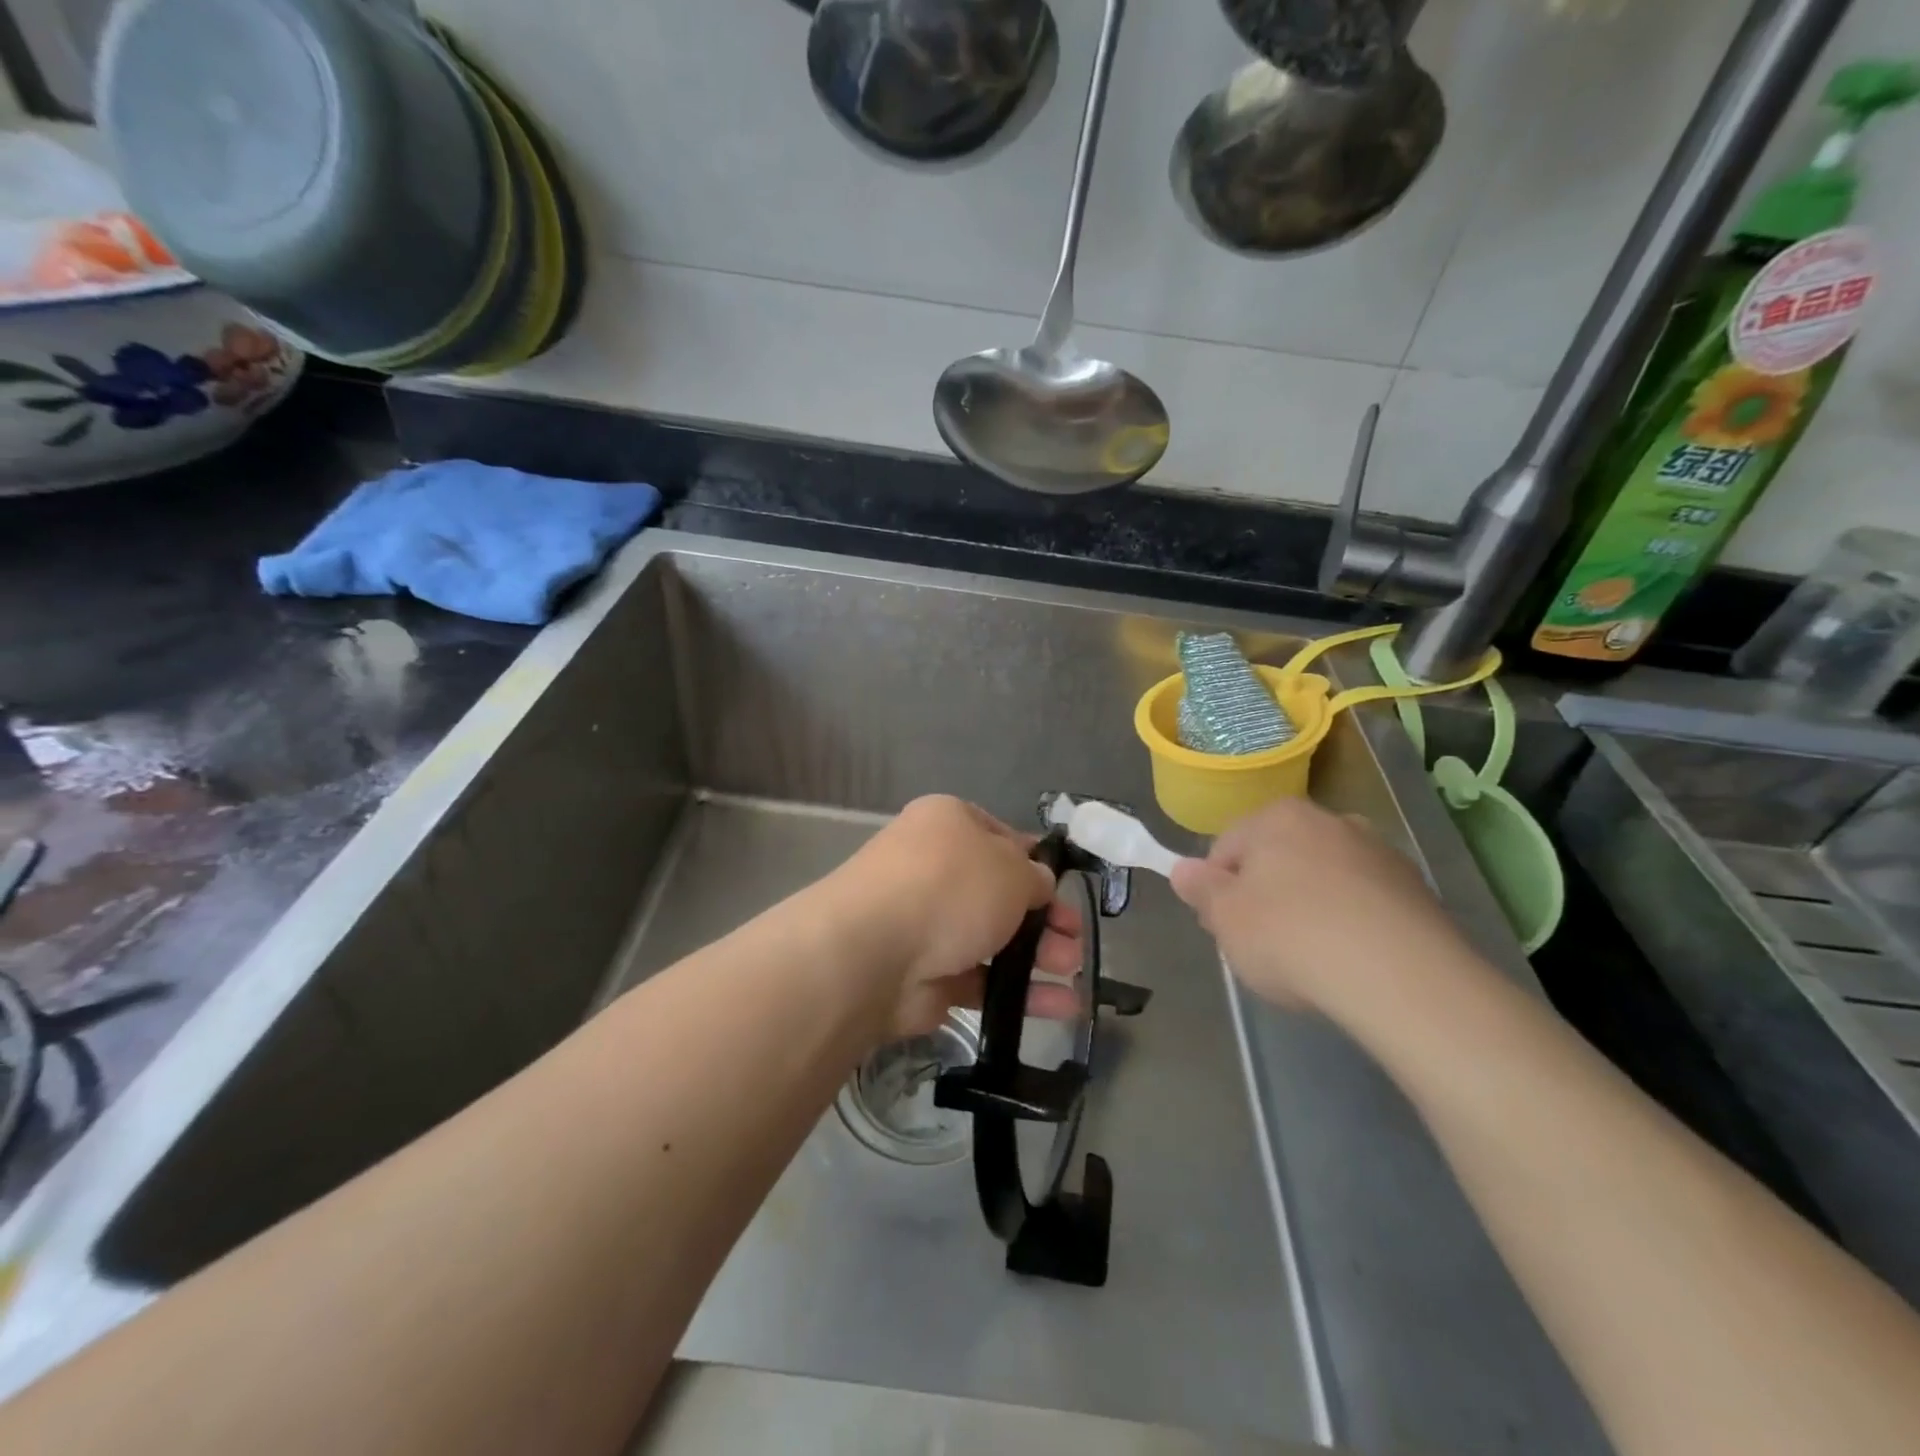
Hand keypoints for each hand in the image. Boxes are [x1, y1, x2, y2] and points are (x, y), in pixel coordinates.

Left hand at [827, 796, 1085, 1040]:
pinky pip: (981, 979)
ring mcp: (926, 923)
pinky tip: (1060, 1007)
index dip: (1035, 864)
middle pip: (1000, 893)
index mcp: (948, 824)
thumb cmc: (951, 887)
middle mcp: (933, 868)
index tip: (1063, 890)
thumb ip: (1034, 877)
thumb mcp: (1011, 868)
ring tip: (1071, 975)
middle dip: (1043, 917)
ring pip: (992, 938)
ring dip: (1037, 957)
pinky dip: (1018, 992)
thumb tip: (1037, 885)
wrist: (875, 950)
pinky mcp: (925, 974)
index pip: (1000, 837)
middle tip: (1074, 939)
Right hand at [1170, 797, 1471, 1015]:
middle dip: (1265, 896)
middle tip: (1261, 946)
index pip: (1227, 847)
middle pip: (1278, 859)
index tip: (1224, 928)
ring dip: (1310, 909)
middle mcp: (1331, 820)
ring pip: (1323, 880)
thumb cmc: (1291, 936)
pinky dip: (1351, 925)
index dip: (1218, 890)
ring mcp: (1380, 854)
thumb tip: (1183, 870)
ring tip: (1311, 960)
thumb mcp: (1225, 918)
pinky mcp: (1418, 891)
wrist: (1401, 977)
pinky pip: (1364, 904)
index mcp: (1278, 817)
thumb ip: (1200, 890)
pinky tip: (1350, 963)